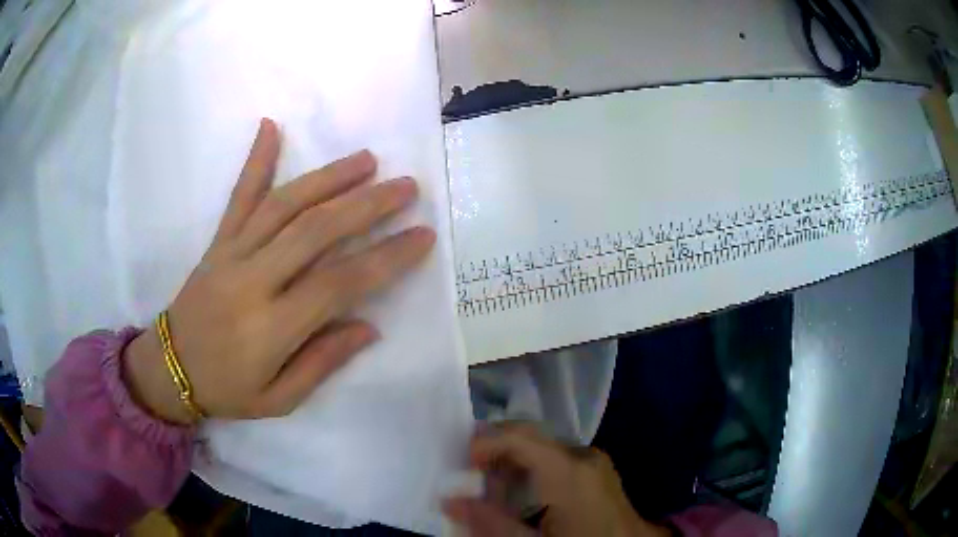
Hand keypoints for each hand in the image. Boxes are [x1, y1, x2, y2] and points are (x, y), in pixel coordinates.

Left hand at [123, 118, 434, 424]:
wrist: (169, 368)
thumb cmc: (227, 390)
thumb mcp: (279, 400)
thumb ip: (322, 363)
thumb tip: (368, 326)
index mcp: (271, 328)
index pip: (339, 283)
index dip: (386, 258)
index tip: (422, 236)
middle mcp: (252, 281)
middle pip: (315, 232)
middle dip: (367, 205)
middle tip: (406, 186)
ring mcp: (231, 253)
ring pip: (283, 205)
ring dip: (328, 177)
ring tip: (366, 160)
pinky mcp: (217, 241)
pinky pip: (238, 197)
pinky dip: (255, 160)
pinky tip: (271, 127)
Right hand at [444, 424, 670, 536]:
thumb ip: (491, 522)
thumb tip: (450, 500)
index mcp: (568, 470)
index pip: (518, 437)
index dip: (484, 443)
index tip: (462, 464)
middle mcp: (582, 455)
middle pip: (529, 436)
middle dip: (495, 449)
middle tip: (470, 473)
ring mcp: (593, 460)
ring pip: (540, 448)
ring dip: (513, 461)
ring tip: (493, 488)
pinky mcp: (598, 470)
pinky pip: (556, 458)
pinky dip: (532, 469)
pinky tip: (523, 494)